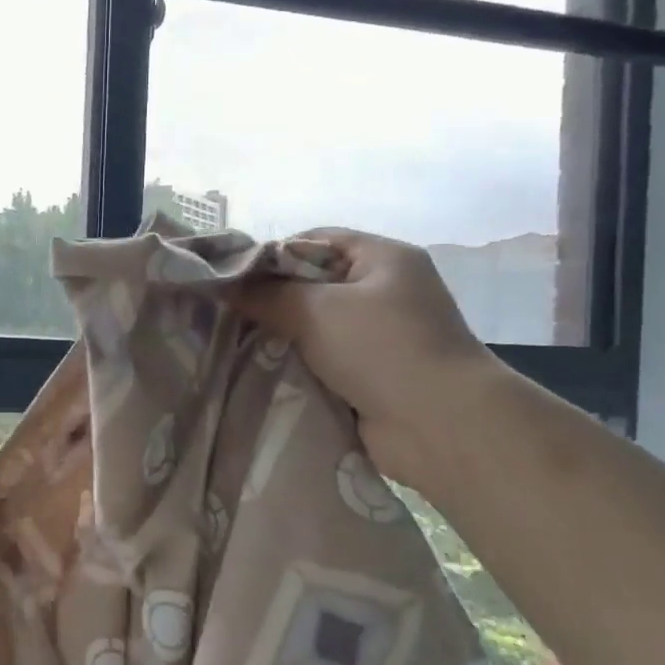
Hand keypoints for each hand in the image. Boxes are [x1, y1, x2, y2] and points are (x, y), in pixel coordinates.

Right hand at [233, 228, 504, 489]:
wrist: (440, 424)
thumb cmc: (381, 348)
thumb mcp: (316, 310)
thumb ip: (267, 295)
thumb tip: (224, 286)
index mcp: (384, 258)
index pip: (317, 240)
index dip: (273, 254)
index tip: (234, 279)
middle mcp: (386, 290)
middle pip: (315, 283)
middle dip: (274, 299)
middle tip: (231, 314)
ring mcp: (384, 335)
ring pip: (318, 325)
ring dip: (285, 336)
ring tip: (241, 344)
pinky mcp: (376, 373)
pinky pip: (327, 359)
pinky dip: (301, 364)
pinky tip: (267, 371)